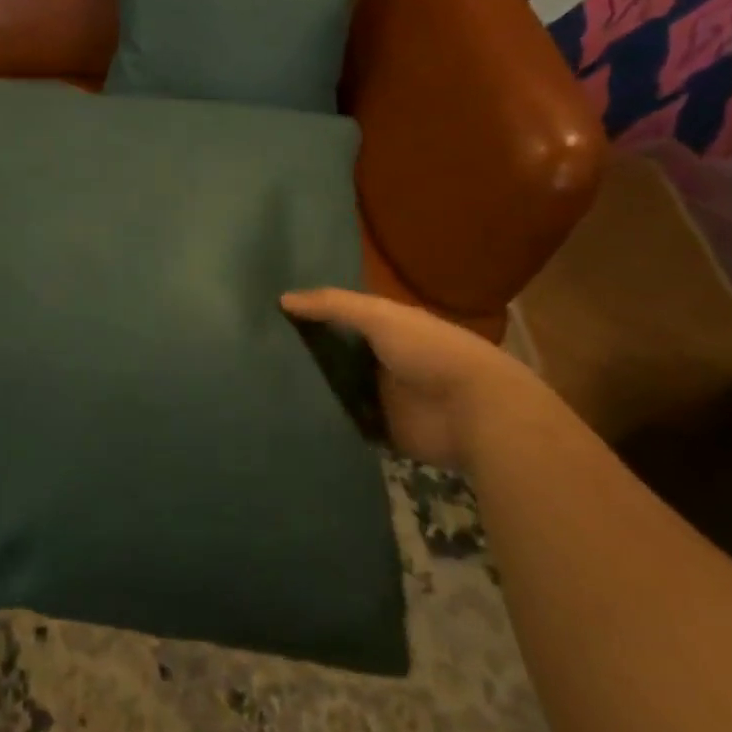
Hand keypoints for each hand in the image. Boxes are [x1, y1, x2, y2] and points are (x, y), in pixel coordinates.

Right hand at [280, 288, 553, 470]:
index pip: (339, 318)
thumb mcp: (379, 316)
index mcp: (384, 328)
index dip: (309, 316)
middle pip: (334, 356)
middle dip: (303, 356)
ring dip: (312, 390)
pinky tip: (290, 418)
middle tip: (257, 354)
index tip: (268, 316)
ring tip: (262, 387)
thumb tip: (282, 299)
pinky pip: (347, 426)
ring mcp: (381, 398)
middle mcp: (379, 361)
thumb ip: (333, 305)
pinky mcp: (383, 432)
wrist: (475, 410)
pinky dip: (327, 423)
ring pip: (337, 391)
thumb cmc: (430, 351)